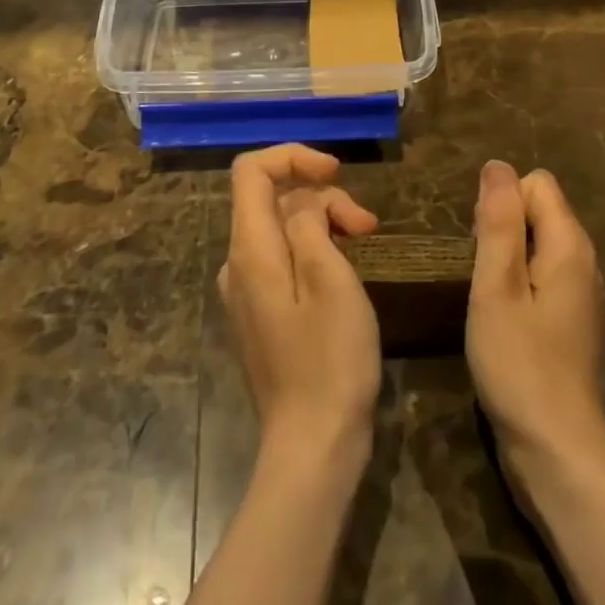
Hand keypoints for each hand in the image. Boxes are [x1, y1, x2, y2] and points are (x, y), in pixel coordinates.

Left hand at [219, 145, 381, 468]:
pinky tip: (344, 270)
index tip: (336, 172)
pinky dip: (314, 248)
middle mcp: (237, 264)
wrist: (312, 449)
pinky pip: (283, 258)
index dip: (293, 156)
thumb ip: (310, 224)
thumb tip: (304, 206)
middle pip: (272, 198)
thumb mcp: (329, 278)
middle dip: (321, 196)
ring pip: (281, 227)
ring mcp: (246, 291)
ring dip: (323, 222)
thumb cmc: (329, 360)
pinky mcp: (261, 314)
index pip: (251, 170)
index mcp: (250, 249)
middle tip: (367, 225)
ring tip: (365, 242)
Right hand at [467, 161, 604, 502]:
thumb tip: (497, 165)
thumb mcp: (497, 286)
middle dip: (502, 226)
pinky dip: (517, 281)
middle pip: (538, 208)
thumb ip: (498, 221)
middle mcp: (583, 259)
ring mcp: (579, 291)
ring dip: (506, 255)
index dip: (502, 203)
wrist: (555, 452)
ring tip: (488, 296)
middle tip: (482, 276)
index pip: (535, 183)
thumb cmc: (519, 363)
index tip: (484, 248)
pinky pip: (540, 271)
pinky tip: (503, 317)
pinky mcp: (569, 318)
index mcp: (570, 244)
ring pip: (536, 241)